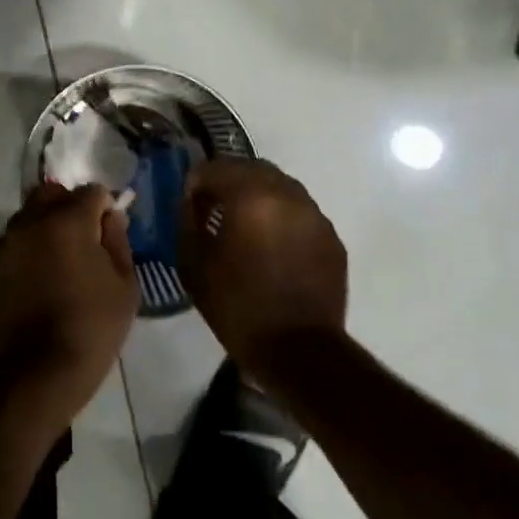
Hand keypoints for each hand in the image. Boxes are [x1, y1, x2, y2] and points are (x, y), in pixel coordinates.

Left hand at [0, 183, 138, 428]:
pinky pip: (13, 245)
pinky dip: (27, 252)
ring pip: (28, 217)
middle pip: (51, 194)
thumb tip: (111, 216)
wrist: (41, 370)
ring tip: (59, 259)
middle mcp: (31, 222)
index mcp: (68, 220)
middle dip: (69, 206)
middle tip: (83, 237)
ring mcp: (6, 244)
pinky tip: (38, 279)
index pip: (91, 191)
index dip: (105, 207)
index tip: (110, 230)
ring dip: (45, 226)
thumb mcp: (125, 284)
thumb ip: (118, 240)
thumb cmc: (93, 326)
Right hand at [177, 159, 347, 376]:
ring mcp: (315, 215)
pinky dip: (281, 217)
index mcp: (251, 196)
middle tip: (213, 209)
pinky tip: (271, 246)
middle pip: (251, 168)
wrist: (298, 350)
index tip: (189, 204)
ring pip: (280, 187)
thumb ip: (187, 221)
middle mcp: (287, 195)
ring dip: (257, 196)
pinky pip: (300, 212)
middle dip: (228, 182)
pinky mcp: (331, 237)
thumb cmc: (237, 306)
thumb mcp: (193, 264)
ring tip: (244, 226)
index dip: (196, 182)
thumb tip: (191, 201)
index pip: (215, 168)